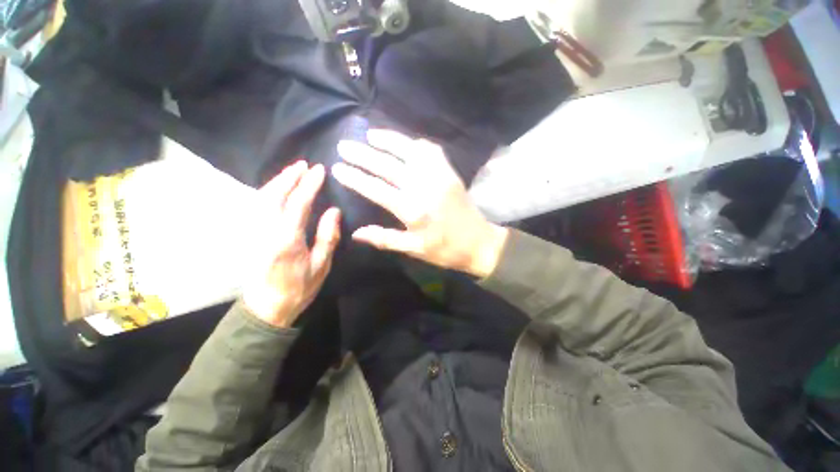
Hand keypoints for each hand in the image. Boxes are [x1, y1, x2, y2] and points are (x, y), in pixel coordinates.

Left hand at [243, 162, 340, 327]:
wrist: (267, 307)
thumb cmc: (299, 288)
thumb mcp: (321, 265)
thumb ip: (327, 236)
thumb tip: (334, 211)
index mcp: (287, 239)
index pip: (298, 203)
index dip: (309, 184)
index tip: (319, 170)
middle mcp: (266, 230)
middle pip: (274, 195)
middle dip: (289, 176)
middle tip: (303, 164)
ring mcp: (254, 231)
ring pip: (261, 197)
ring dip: (277, 181)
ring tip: (292, 171)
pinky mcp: (250, 234)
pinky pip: (257, 206)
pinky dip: (268, 192)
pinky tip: (277, 189)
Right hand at [332, 130, 507, 277]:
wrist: (479, 242)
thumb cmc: (446, 250)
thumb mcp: (415, 249)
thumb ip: (385, 239)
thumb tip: (356, 233)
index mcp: (413, 210)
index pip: (377, 189)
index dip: (356, 178)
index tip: (338, 168)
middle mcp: (424, 187)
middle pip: (389, 165)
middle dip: (364, 154)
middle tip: (345, 145)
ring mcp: (439, 176)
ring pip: (410, 151)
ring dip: (389, 140)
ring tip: (370, 134)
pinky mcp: (450, 172)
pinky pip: (432, 151)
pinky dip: (416, 144)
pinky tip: (406, 143)